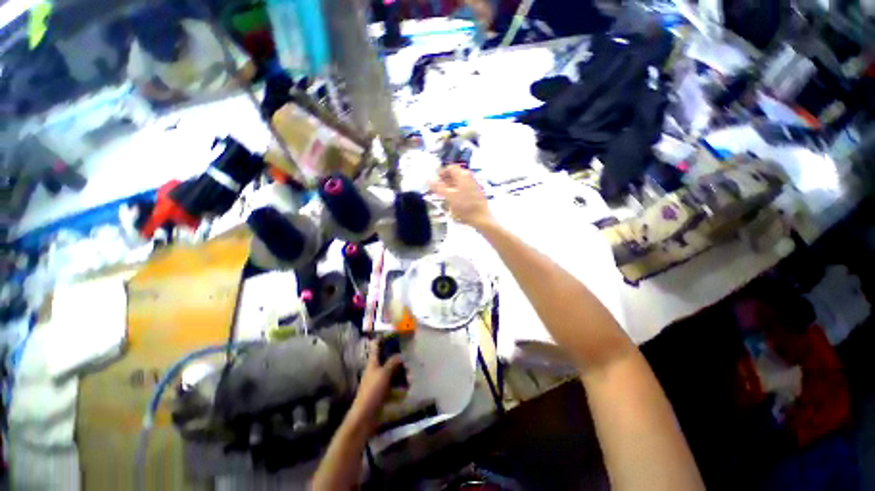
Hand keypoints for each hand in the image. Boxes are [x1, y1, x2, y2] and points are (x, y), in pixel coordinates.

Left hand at [351, 341, 404, 421]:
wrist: (364, 417)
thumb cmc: (372, 391)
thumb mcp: (384, 374)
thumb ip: (392, 362)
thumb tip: (400, 355)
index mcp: (373, 362)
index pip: (376, 346)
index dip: (383, 338)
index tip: (394, 333)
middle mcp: (375, 369)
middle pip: (387, 358)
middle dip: (398, 357)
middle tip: (408, 356)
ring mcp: (379, 381)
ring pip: (392, 371)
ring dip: (401, 372)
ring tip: (411, 374)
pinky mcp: (383, 392)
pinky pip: (393, 384)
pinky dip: (400, 384)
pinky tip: (408, 386)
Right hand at [430, 165, 493, 228]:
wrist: (481, 218)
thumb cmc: (464, 207)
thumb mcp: (448, 197)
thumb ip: (438, 187)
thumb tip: (429, 179)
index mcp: (463, 174)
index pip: (449, 168)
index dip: (441, 173)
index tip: (435, 182)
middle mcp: (469, 176)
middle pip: (454, 174)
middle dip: (445, 181)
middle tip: (438, 190)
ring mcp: (474, 184)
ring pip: (459, 182)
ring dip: (450, 187)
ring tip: (444, 196)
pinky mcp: (476, 192)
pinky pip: (464, 188)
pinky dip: (457, 191)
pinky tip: (453, 200)